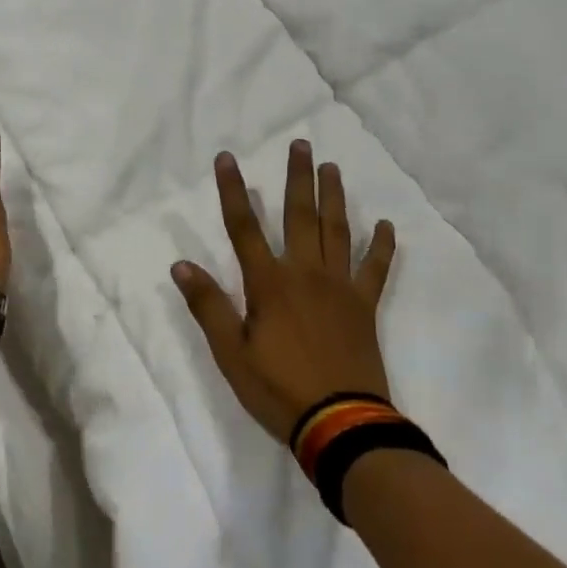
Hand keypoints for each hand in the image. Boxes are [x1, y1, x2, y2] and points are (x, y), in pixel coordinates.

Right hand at [173, 141, 396, 444]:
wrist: (341, 423)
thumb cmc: (278, 388)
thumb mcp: (231, 352)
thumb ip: (208, 306)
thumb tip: (181, 265)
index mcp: (269, 283)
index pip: (244, 227)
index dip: (232, 191)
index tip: (226, 158)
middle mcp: (305, 274)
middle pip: (299, 216)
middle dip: (297, 177)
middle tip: (301, 144)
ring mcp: (339, 287)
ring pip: (337, 231)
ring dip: (333, 197)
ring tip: (332, 167)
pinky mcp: (364, 306)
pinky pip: (375, 269)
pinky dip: (381, 245)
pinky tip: (385, 224)